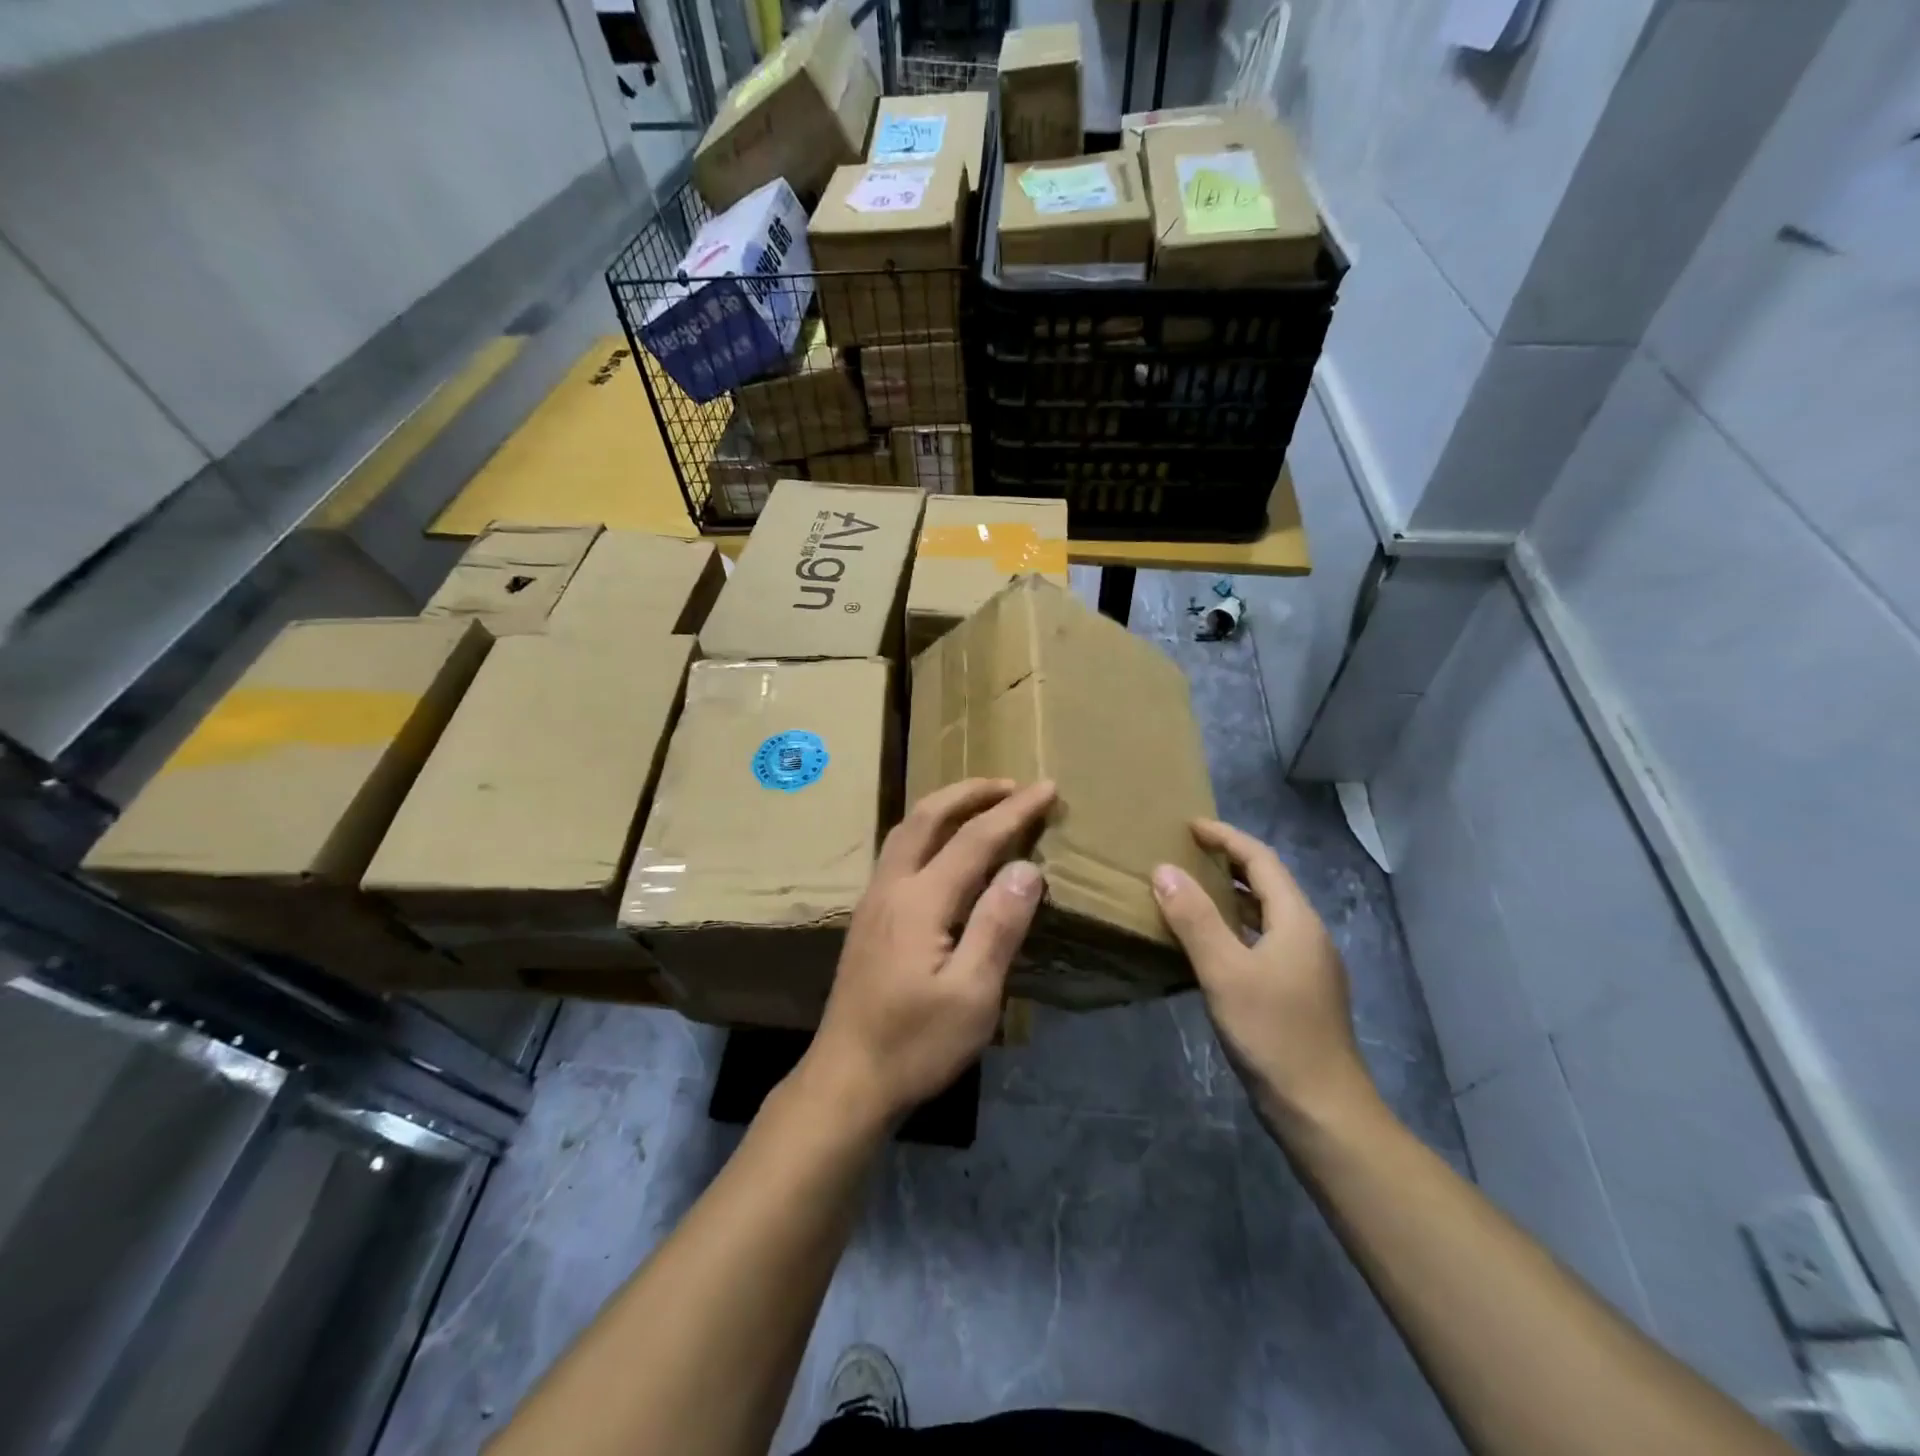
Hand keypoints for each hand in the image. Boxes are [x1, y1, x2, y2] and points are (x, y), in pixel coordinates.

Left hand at [797, 778, 1056, 1125]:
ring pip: (906, 830)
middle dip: (971, 792)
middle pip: (927, 817)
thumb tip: (1027, 866)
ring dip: (945, 806)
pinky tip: (942, 847)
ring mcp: (873, 900)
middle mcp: (891, 887)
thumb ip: (998, 925)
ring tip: (980, 802)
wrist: (847, 1079)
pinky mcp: (868, 917)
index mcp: (920, 900)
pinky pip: (899, 850)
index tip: (1047, 788)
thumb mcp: (972, 995)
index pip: (974, 838)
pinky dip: (928, 829)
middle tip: (1011, 784)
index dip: (1014, 811)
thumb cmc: (915, 1044)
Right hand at [1151, 819, 1376, 1133]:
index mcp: (1296, 921)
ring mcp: (1307, 966)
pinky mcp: (1299, 992)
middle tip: (1185, 854)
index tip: (1189, 826)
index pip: (1260, 860)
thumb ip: (1194, 918)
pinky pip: (1263, 941)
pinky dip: (1235, 928)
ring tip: (1191, 891)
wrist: (1322, 1110)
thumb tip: (1163, 870)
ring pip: (1266, 915)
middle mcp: (1307, 935)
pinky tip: (1210, 945)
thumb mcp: (1225, 971)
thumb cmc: (1273, 1033)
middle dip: (1228, 862)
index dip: (1226, 837)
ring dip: (1231, 896)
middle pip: (1267, 884)